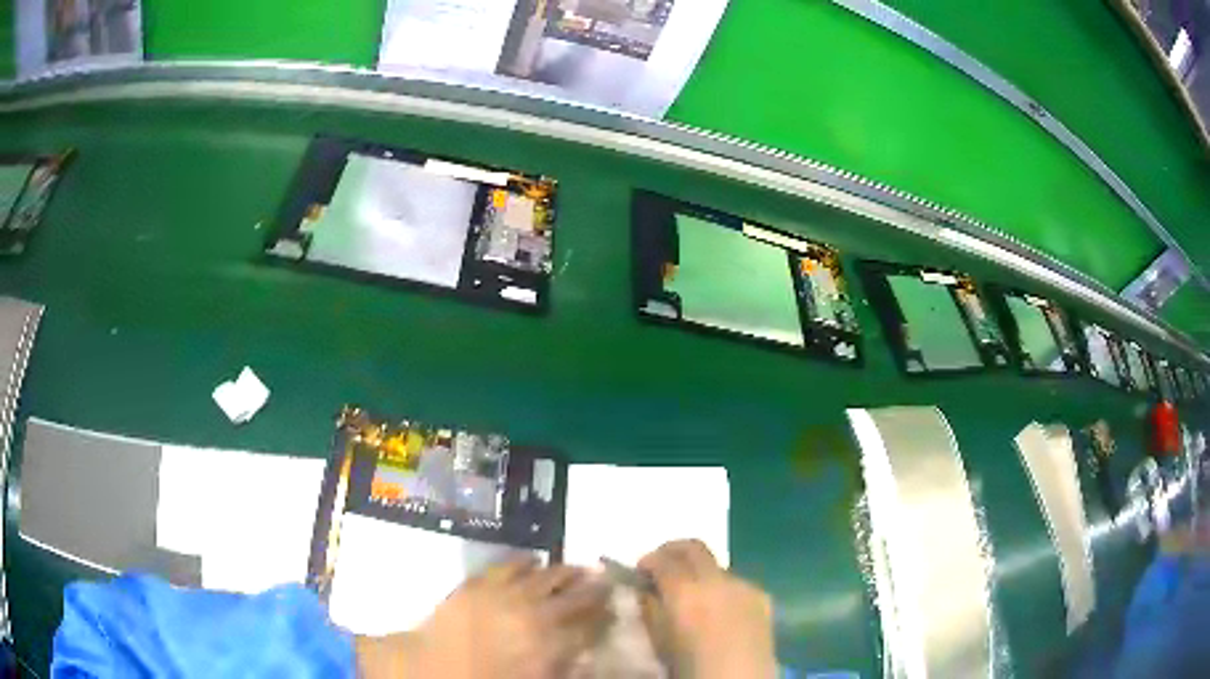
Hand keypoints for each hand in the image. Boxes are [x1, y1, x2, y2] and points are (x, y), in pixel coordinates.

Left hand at [357, 559, 610, 678]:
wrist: (427, 669)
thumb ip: (561, 668)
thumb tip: (584, 655)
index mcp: (549, 645)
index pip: (589, 625)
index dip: (605, 614)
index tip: (615, 606)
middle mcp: (533, 615)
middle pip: (573, 596)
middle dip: (593, 588)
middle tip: (604, 579)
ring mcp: (504, 595)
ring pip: (544, 576)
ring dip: (564, 572)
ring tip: (577, 568)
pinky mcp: (478, 583)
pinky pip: (507, 565)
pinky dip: (524, 561)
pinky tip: (533, 559)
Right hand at [638, 540, 776, 678]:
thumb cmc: (691, 669)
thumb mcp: (659, 641)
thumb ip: (649, 610)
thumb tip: (644, 590)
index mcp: (686, 593)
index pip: (662, 559)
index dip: (647, 561)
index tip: (638, 572)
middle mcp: (718, 581)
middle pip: (694, 547)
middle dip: (673, 551)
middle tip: (659, 567)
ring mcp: (745, 585)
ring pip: (715, 564)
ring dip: (697, 570)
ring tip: (688, 593)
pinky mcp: (763, 596)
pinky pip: (735, 582)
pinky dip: (718, 587)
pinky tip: (714, 609)